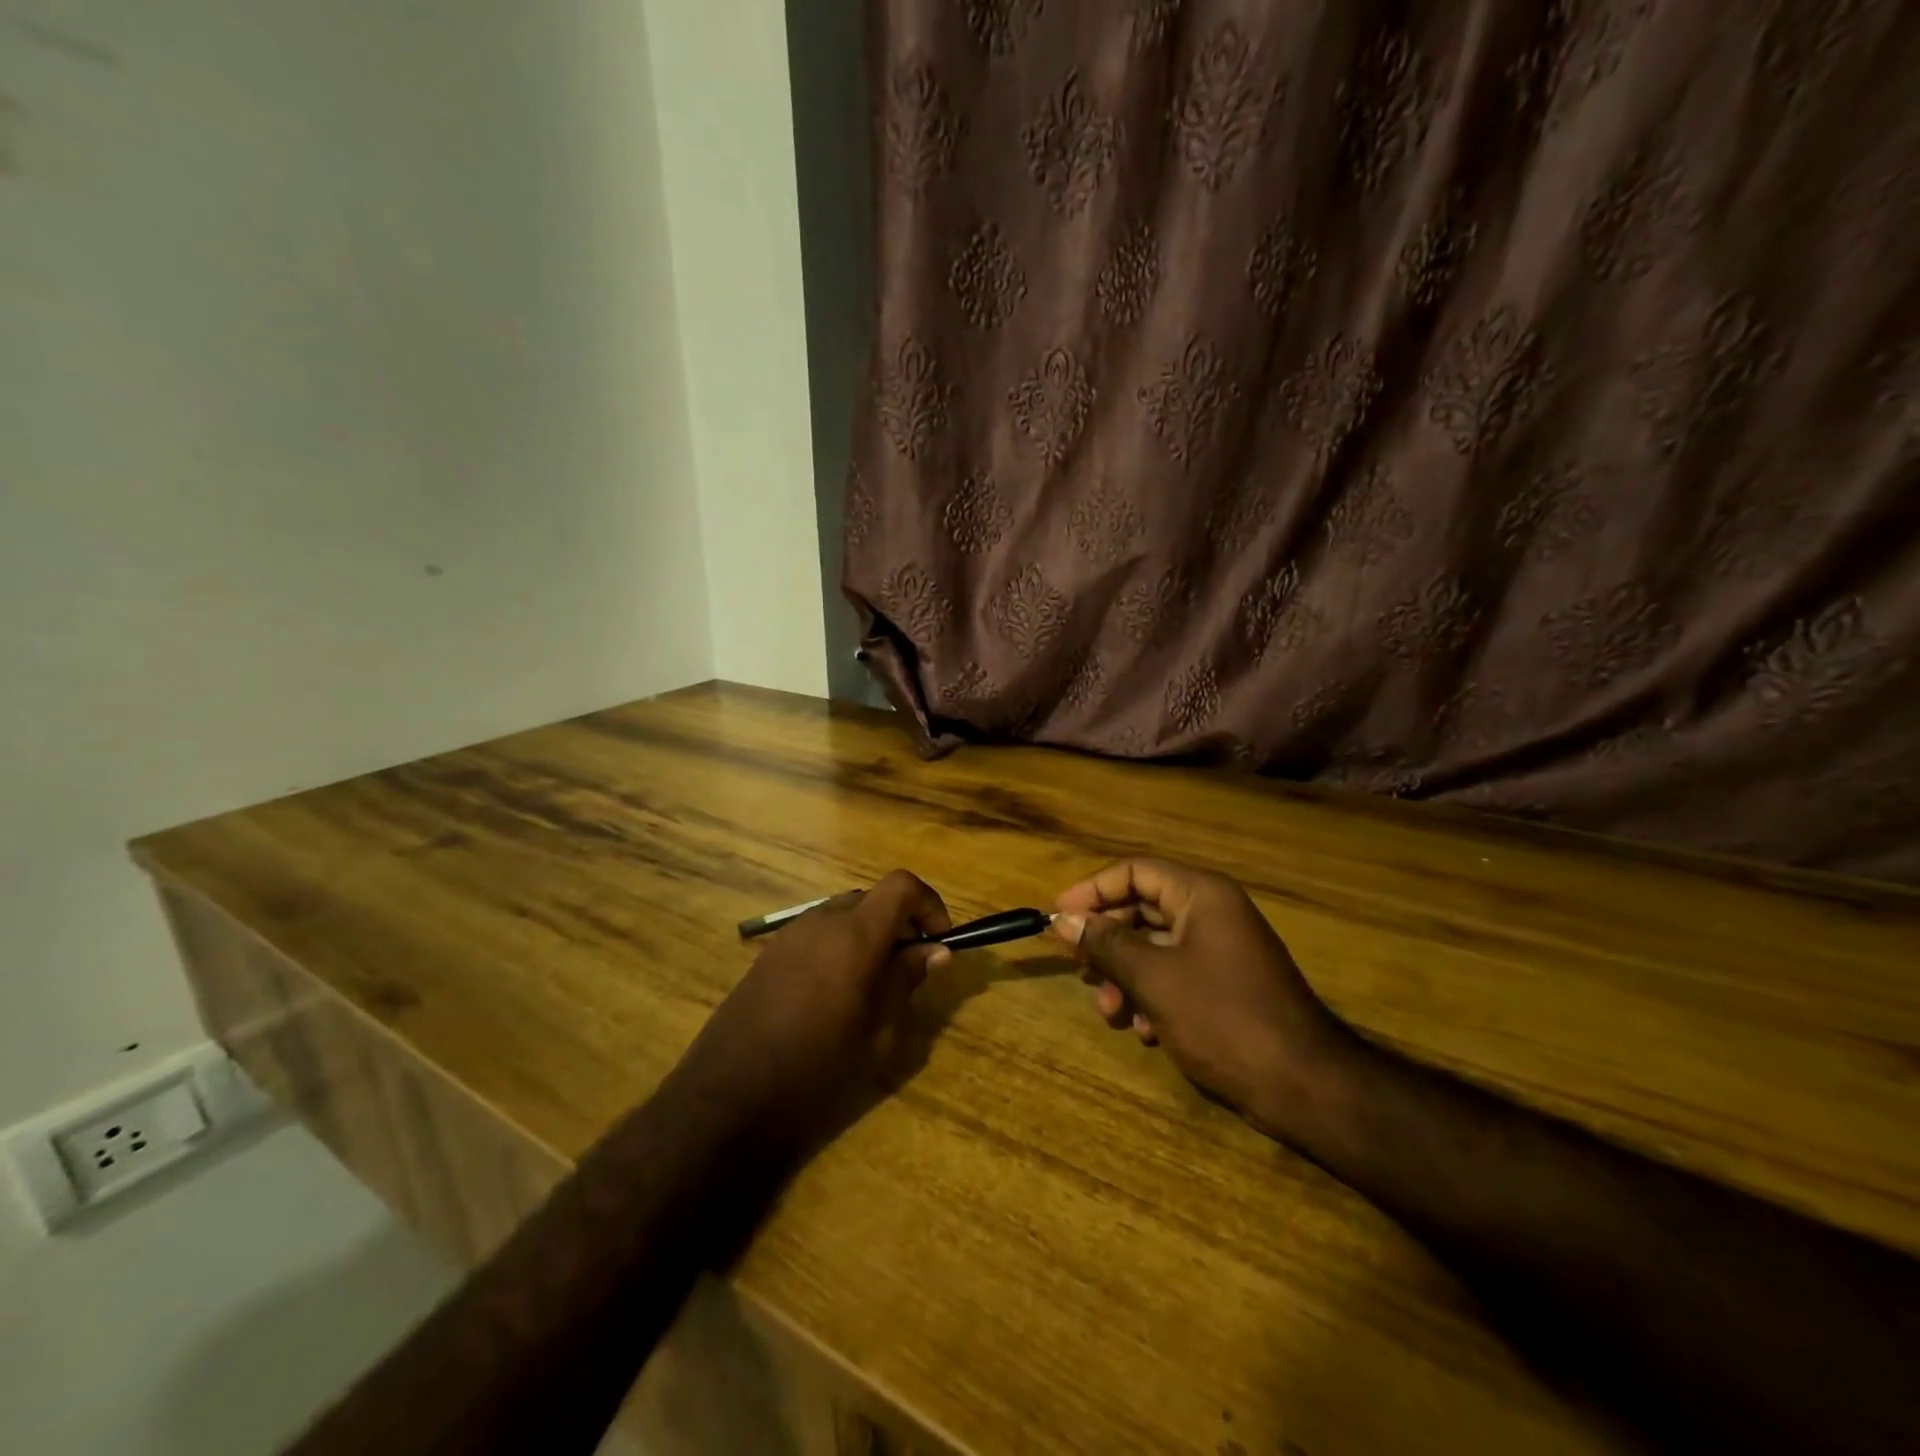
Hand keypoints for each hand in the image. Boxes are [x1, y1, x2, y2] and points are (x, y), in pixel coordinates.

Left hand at [670, 871, 951, 1153]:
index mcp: (855, 935)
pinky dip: (838, 944)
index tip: (938, 940)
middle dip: (899, 921)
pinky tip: (834, 992)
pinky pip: (816, 932)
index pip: (901, 885)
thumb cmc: (816, 1069)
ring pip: (843, 913)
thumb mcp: (876, 1032)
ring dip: (868, 933)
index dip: (928, 903)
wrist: (728, 1097)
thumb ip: (905, 980)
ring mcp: (790, 934)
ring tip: (873, 983)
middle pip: (872, 898)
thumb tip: (935, 950)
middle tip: (909, 966)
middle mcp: (822, 921)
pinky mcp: (769, 954)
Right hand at [1053, 858, 1357, 1140]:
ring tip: (1110, 1011)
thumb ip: (1106, 944)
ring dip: (1125, 975)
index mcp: (1201, 895)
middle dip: (1107, 941)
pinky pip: (1175, 975)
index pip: (1134, 871)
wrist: (1305, 1086)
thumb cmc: (1223, 1019)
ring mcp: (1222, 950)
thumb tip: (1063, 920)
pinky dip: (1152, 996)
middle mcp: (1212, 913)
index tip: (1058, 917)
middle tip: (1078, 969)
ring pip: (1155, 947)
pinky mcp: (1226, 985)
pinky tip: (1145, 1030)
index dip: (1092, 890)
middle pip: (1142, 908)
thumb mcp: (1154, 978)